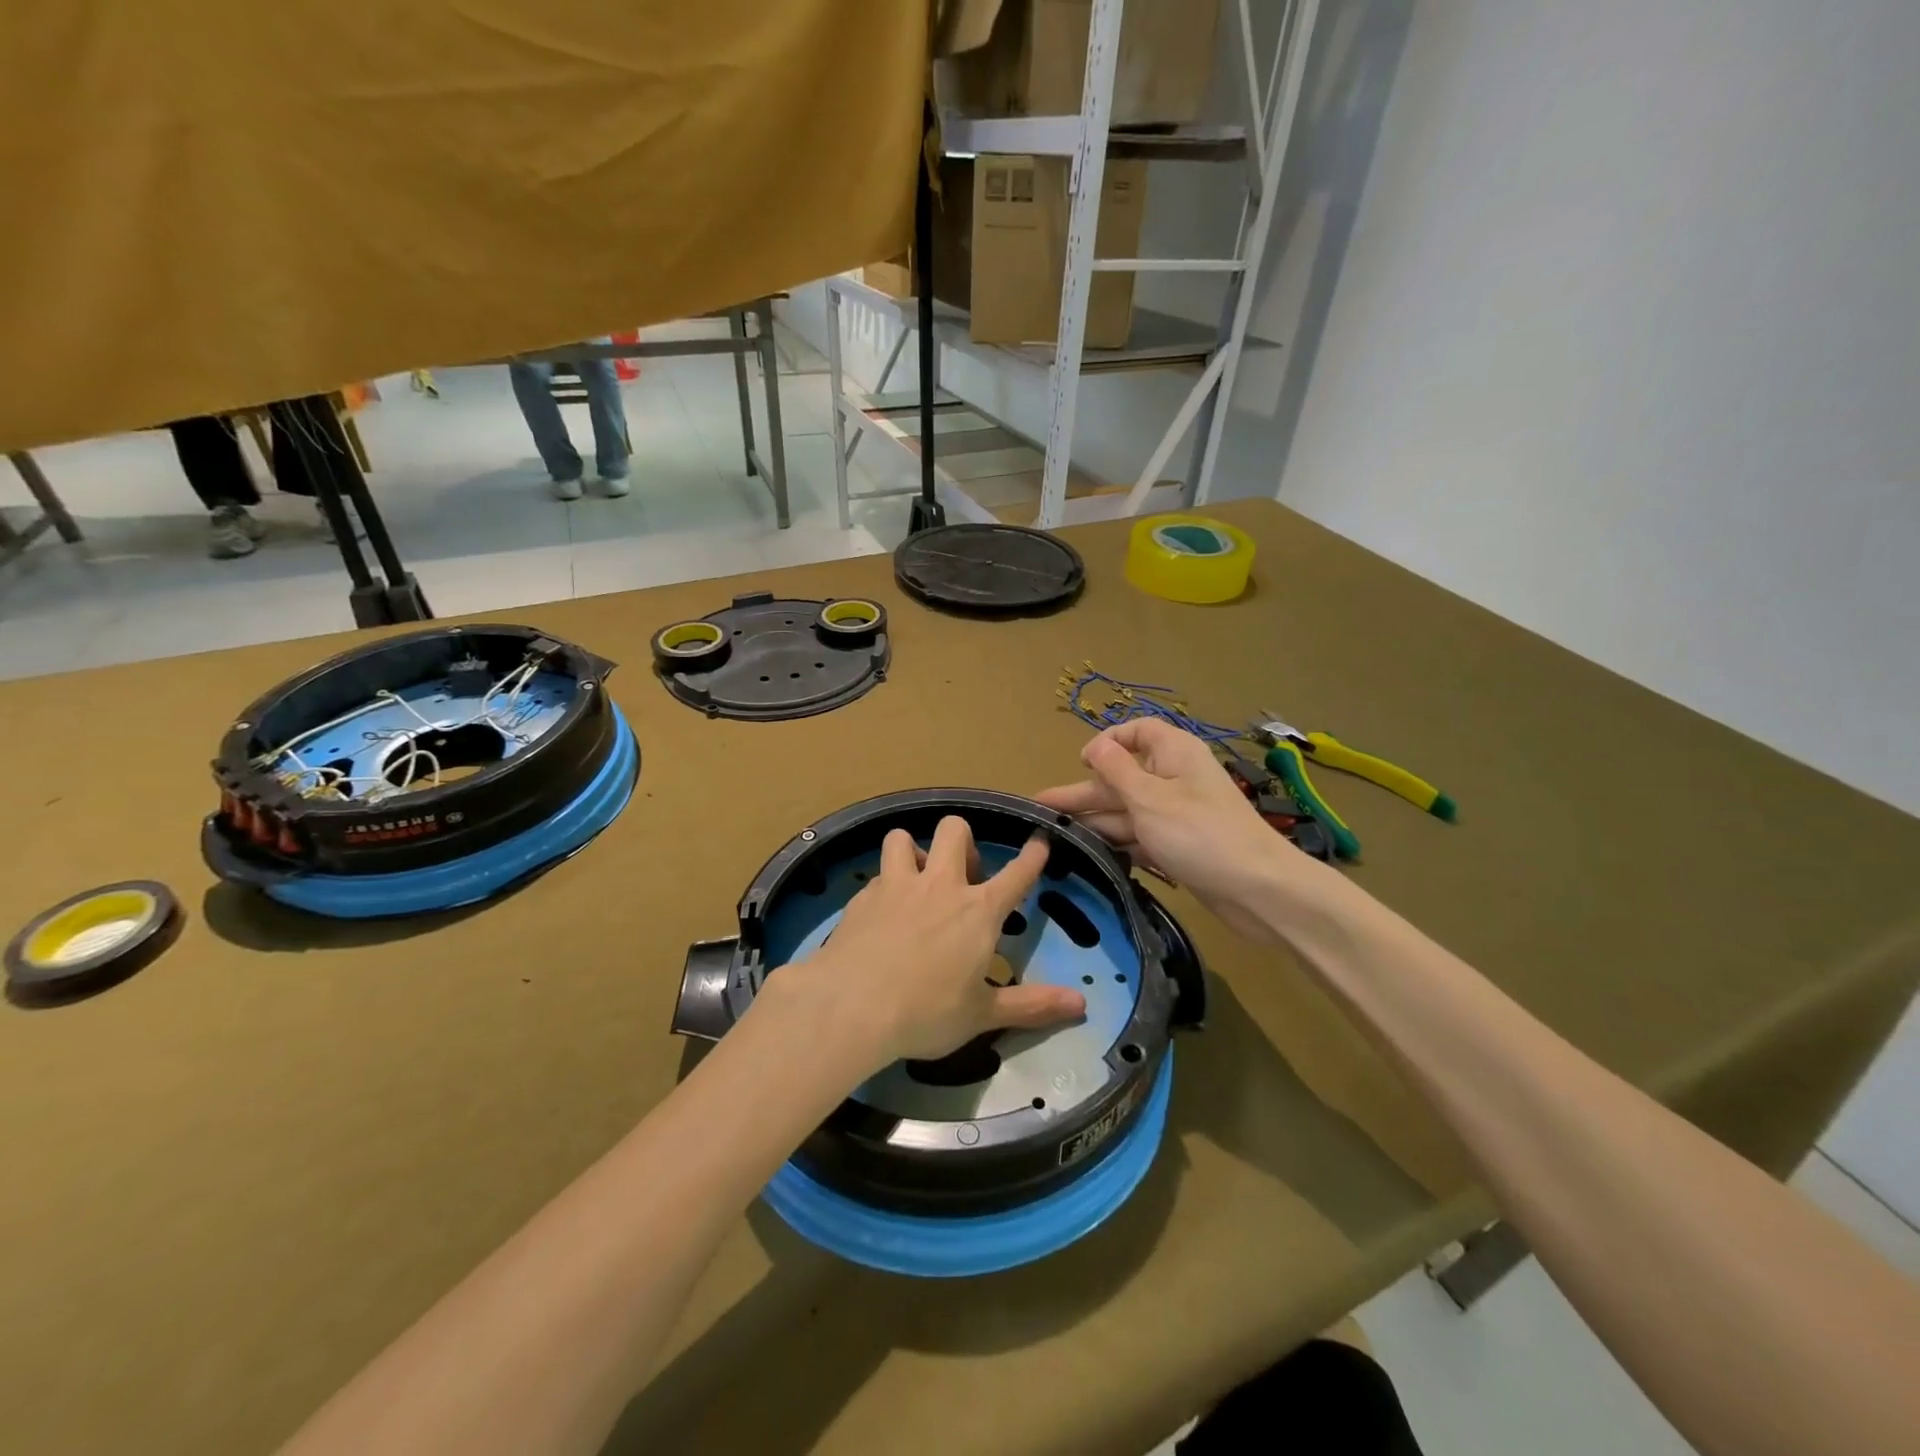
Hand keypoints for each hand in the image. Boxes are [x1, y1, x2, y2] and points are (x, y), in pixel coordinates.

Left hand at [766, 816, 1086, 1068]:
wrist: (852, 1006)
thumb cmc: (927, 1012)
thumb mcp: (983, 1015)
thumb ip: (1032, 1005)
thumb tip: (1082, 1004)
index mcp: (978, 911)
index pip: (1016, 874)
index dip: (1032, 856)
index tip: (1039, 841)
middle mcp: (940, 885)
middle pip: (955, 829)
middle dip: (963, 841)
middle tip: (962, 874)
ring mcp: (898, 885)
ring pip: (904, 837)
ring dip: (914, 851)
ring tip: (914, 879)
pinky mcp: (863, 896)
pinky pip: (878, 873)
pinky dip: (884, 885)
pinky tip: (881, 912)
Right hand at [1036, 720, 1309, 941]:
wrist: (1258, 890)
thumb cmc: (1200, 834)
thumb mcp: (1149, 798)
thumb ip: (1116, 770)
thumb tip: (1094, 745)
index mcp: (1173, 753)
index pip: (1136, 732)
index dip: (1107, 742)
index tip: (1081, 764)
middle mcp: (1174, 778)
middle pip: (1122, 777)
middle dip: (1084, 793)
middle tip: (1042, 810)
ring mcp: (1178, 814)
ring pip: (1128, 810)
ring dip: (1095, 821)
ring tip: (1054, 836)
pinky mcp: (1179, 846)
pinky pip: (1140, 837)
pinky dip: (1118, 843)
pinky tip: (1088, 855)